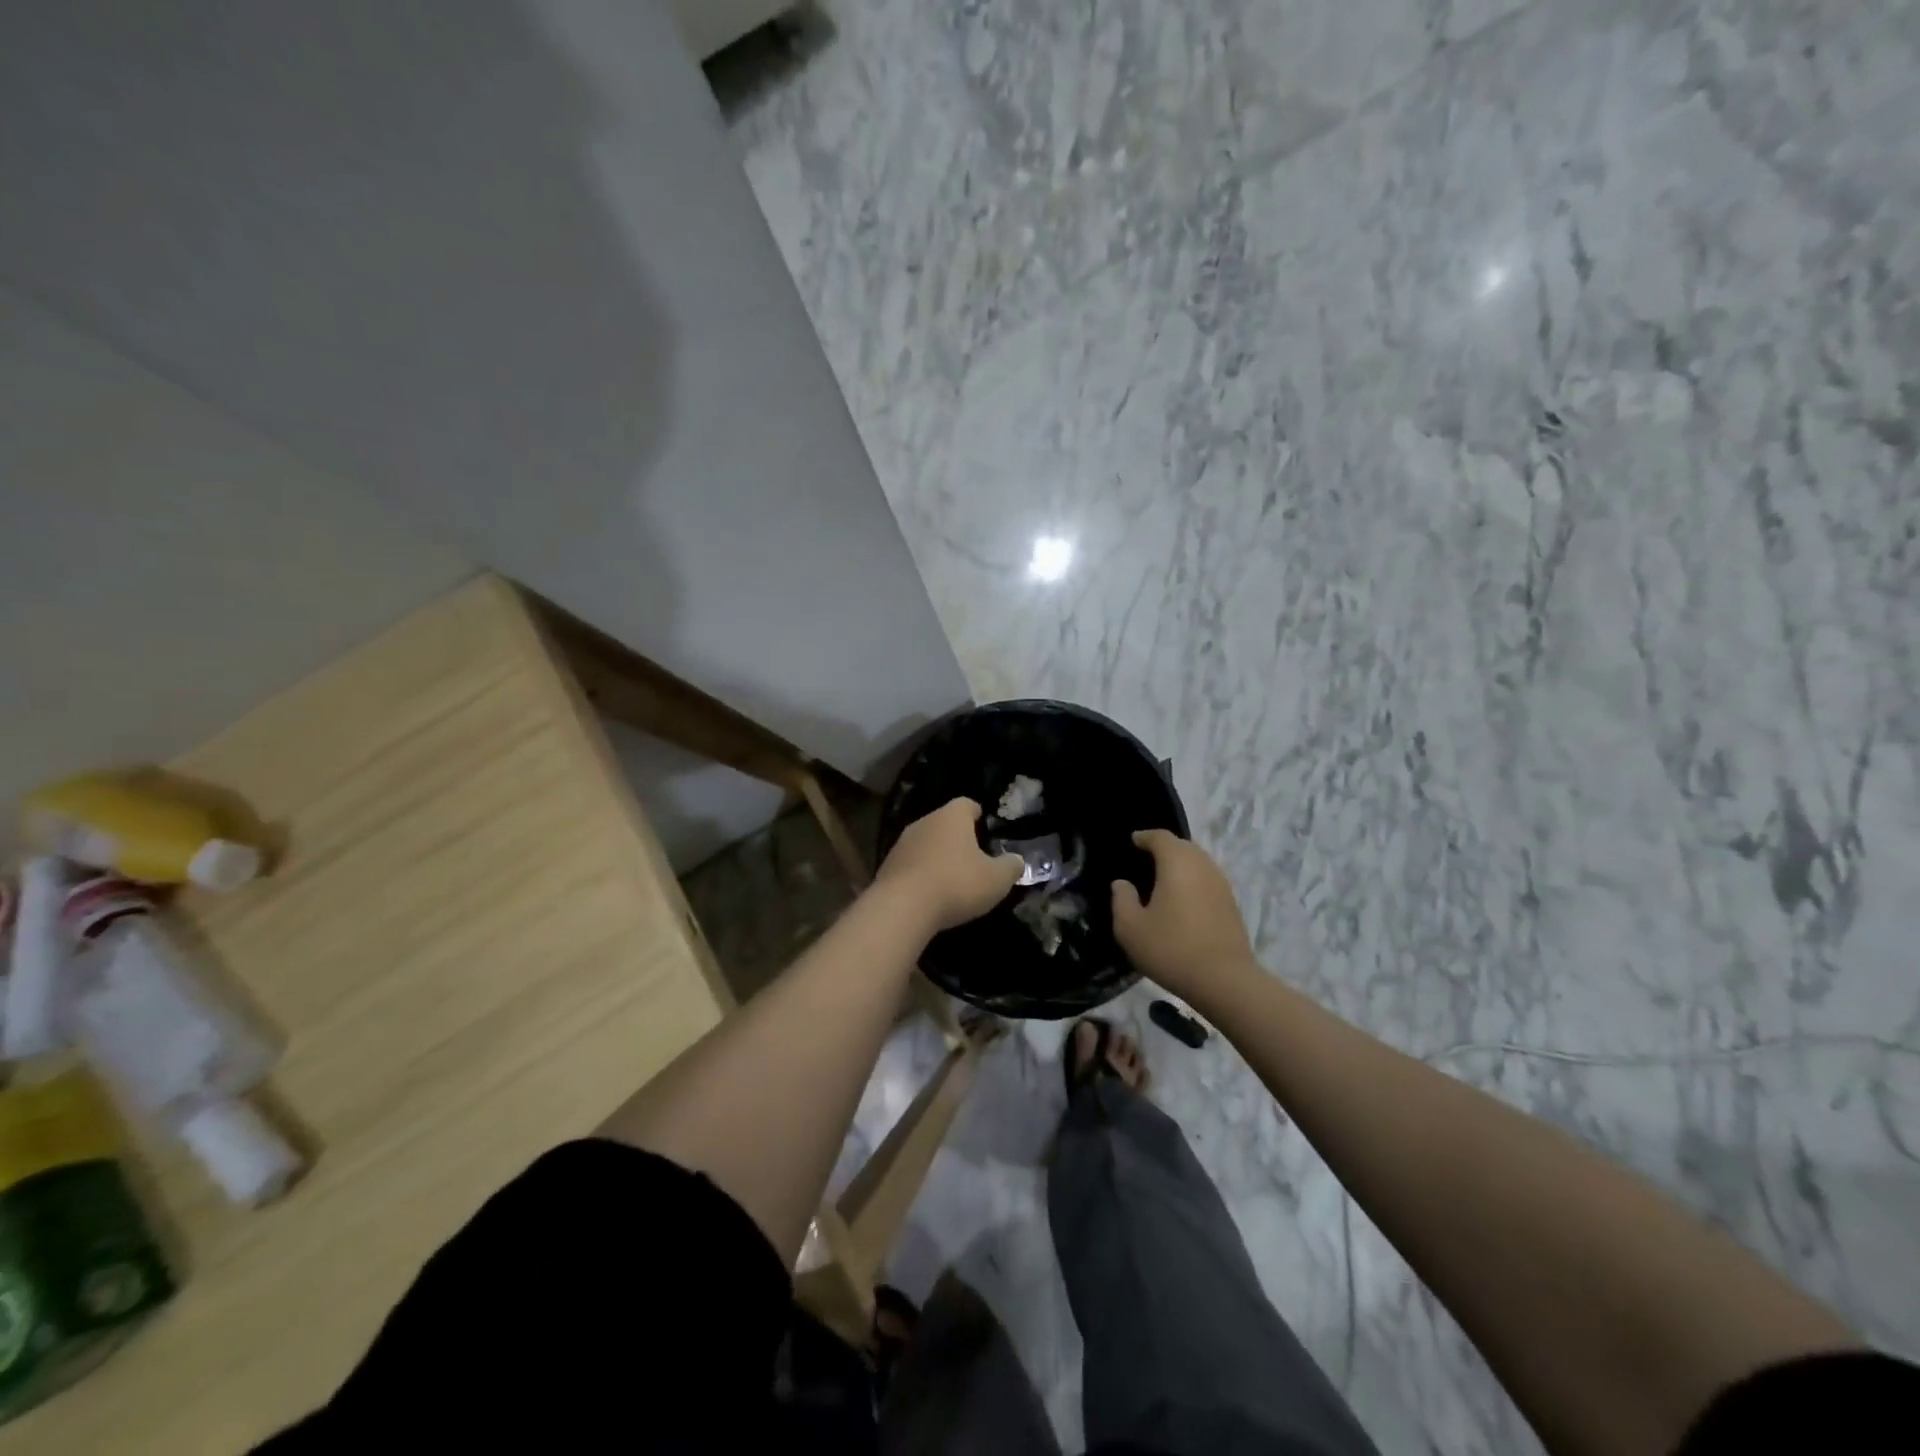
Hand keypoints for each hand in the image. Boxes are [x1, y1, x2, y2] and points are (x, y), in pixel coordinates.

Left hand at [874, 798, 1023, 932]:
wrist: (902, 908)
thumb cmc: (956, 884)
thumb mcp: (996, 880)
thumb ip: (1011, 867)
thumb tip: (1017, 860)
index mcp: (952, 817)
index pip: (967, 804)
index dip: (978, 814)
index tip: (985, 825)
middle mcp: (925, 822)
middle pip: (944, 823)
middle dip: (958, 837)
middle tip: (973, 855)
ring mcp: (902, 843)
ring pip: (926, 843)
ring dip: (937, 855)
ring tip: (952, 876)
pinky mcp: (887, 866)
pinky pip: (911, 864)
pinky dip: (921, 873)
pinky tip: (930, 893)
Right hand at [1112, 830, 1258, 1000]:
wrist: (1224, 980)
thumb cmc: (1171, 948)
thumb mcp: (1130, 927)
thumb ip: (1122, 899)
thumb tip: (1122, 883)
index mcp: (1177, 863)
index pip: (1161, 837)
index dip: (1145, 836)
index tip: (1133, 840)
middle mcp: (1203, 866)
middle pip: (1183, 846)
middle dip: (1164, 848)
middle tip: (1146, 858)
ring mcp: (1222, 885)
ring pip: (1199, 863)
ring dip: (1181, 865)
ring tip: (1163, 879)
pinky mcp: (1231, 905)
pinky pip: (1208, 881)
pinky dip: (1193, 882)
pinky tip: (1183, 900)